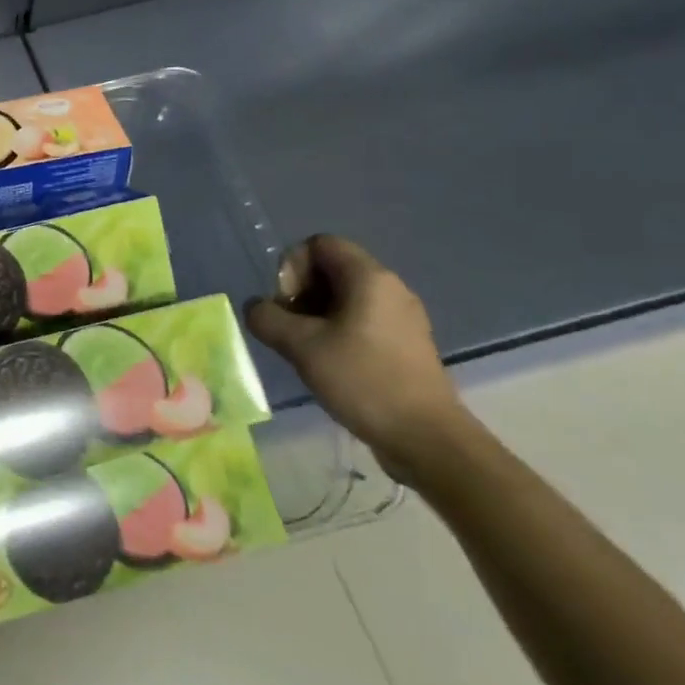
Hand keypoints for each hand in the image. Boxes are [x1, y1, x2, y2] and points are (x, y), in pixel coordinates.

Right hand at [245, 235, 467, 481]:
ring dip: (314, 314)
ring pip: (344, 296)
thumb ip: (266, 317)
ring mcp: (401, 317)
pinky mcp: (404, 344)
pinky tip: (327, 362)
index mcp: (370, 278)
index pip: (320, 244)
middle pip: (331, 268)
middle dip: (300, 292)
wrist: (427, 440)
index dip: (293, 266)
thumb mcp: (300, 346)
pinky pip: (361, 320)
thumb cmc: (363, 380)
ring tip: (303, 347)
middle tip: (289, 327)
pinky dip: (335, 331)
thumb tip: (256, 308)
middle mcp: (390, 288)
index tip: (287, 303)